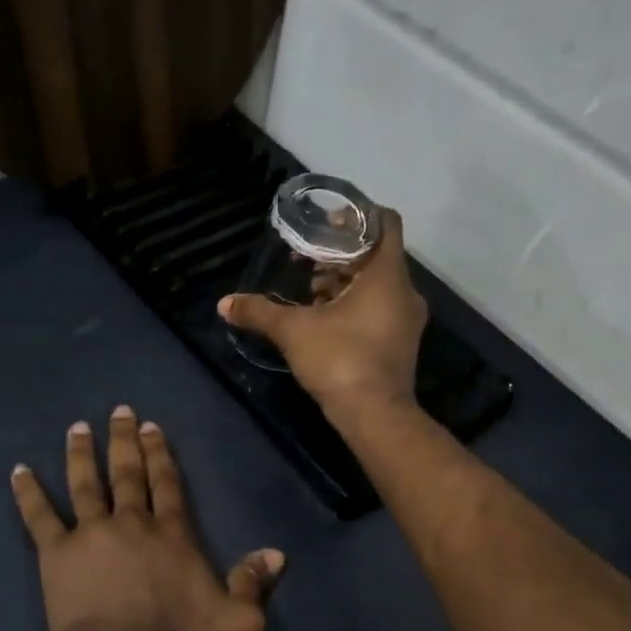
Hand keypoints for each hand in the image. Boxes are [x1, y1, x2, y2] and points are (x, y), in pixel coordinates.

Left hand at [10, 408, 283, 630]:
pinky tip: (18, 471)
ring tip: (77, 428)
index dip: (161, 454)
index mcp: (173, 534)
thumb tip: (276, 554)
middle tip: (118, 411)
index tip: (152, 426)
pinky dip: (28, 494)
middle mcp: (132, 523)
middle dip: (125, 440)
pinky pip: (39, 517)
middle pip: (128, 473)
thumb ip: (254, 583)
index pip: (168, 484)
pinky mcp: (57, 554)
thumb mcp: (238, 622)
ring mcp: (91, 534)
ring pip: (86, 484)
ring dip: (82, 454)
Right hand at [218, 207, 427, 415]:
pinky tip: (323, 316)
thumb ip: (260, 311)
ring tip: (310, 286)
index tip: (328, 219)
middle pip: (376, 254)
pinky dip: (354, 303)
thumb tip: (224, 304)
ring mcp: (406, 319)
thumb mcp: (293, 331)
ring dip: (346, 280)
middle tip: (306, 254)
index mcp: (387, 275)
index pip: (386, 223)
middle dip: (341, 252)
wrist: (375, 415)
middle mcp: (404, 291)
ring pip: (377, 283)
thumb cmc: (340, 359)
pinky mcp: (400, 341)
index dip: (358, 214)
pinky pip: (379, 307)